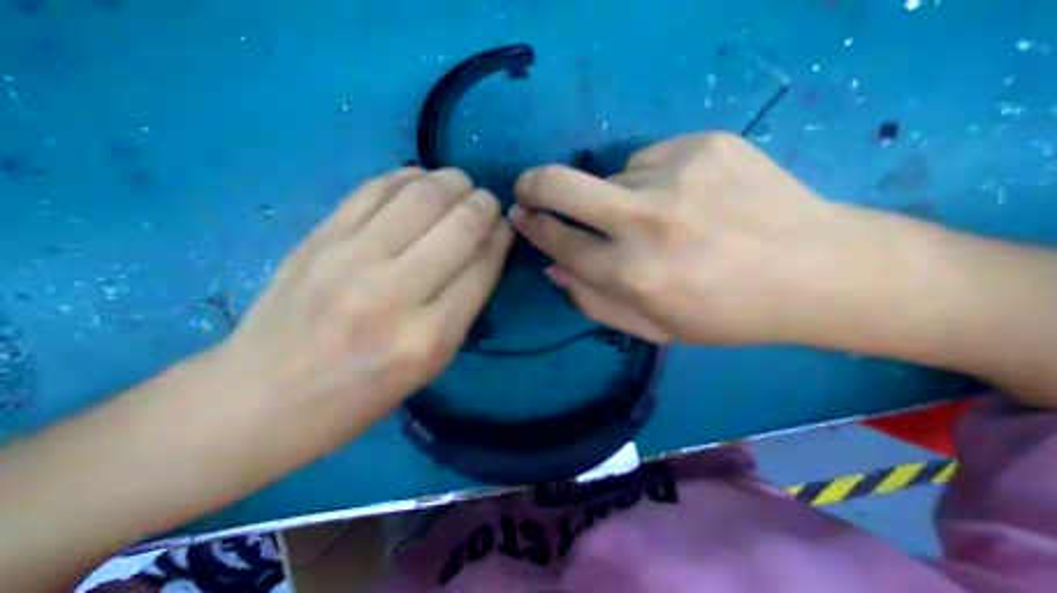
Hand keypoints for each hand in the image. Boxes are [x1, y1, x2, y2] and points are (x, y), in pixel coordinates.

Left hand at [220, 166, 508, 431]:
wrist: (261, 396)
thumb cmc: (353, 398)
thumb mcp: (424, 369)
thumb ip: (459, 309)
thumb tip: (483, 251)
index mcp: (427, 338)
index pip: (482, 267)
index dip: (500, 237)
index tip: (503, 226)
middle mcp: (394, 292)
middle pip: (459, 224)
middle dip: (483, 203)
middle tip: (485, 201)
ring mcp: (351, 259)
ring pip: (421, 196)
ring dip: (450, 181)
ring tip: (458, 183)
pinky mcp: (319, 238)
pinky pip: (374, 190)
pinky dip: (406, 177)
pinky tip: (418, 179)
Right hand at [510, 132, 856, 345]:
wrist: (815, 269)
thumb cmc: (732, 313)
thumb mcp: (659, 327)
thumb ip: (596, 302)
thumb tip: (553, 266)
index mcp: (633, 274)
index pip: (558, 241)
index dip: (535, 227)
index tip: (523, 216)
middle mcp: (645, 220)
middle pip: (559, 185)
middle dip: (533, 185)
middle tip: (530, 188)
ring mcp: (676, 173)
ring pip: (615, 174)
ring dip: (621, 194)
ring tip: (664, 214)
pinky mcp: (704, 143)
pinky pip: (654, 156)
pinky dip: (658, 176)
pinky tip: (692, 196)